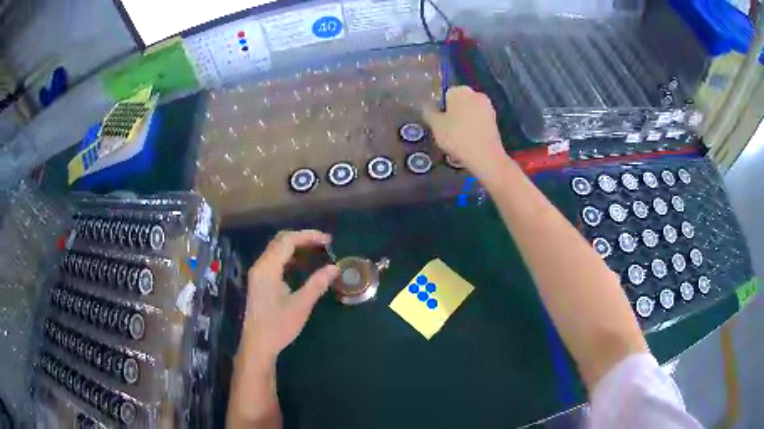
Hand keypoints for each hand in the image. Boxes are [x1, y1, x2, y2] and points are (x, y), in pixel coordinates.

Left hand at [239, 230, 338, 367]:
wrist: (258, 345)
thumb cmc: (278, 327)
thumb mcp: (301, 306)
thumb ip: (317, 284)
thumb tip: (334, 268)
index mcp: (267, 269)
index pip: (288, 241)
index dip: (309, 236)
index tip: (329, 240)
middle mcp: (260, 266)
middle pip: (281, 241)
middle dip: (303, 238)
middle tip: (324, 244)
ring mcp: (258, 273)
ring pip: (277, 249)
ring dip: (296, 246)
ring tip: (317, 251)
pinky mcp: (260, 281)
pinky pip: (275, 260)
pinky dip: (290, 256)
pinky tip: (303, 264)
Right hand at [423, 86, 508, 179]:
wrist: (485, 156)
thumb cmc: (457, 137)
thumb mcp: (435, 125)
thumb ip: (428, 112)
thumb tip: (426, 106)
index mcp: (460, 90)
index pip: (445, 95)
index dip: (439, 109)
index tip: (438, 123)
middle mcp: (476, 94)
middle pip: (459, 103)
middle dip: (453, 114)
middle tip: (446, 131)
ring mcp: (488, 107)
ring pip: (469, 113)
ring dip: (463, 122)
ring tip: (457, 139)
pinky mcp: (495, 121)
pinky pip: (478, 122)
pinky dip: (473, 129)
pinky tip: (469, 142)